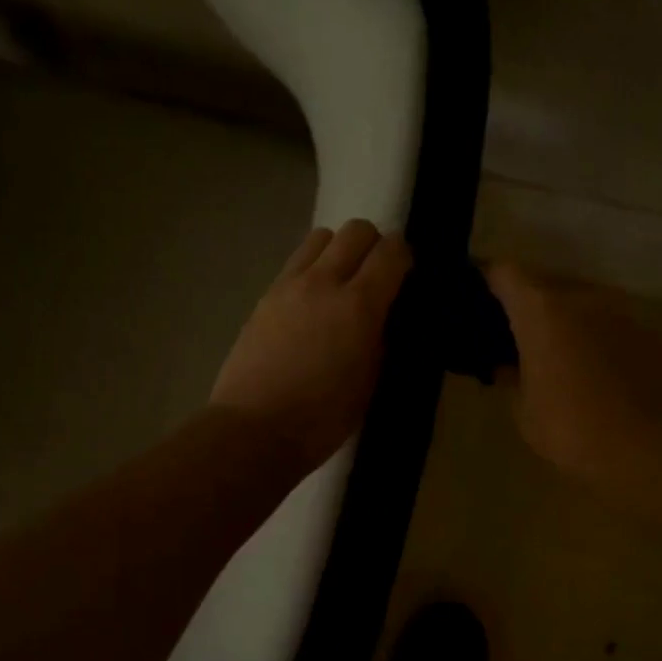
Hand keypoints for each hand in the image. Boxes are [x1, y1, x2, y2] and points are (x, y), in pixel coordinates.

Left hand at [211, 220, 412, 472]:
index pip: (392, 252)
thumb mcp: (369, 383)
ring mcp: (288, 286)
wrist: (254, 430)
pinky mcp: (264, 297)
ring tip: (340, 285)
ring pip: (320, 237)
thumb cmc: (321, 418)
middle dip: (373, 245)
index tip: (406, 277)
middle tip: (376, 277)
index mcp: (358, 305)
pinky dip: (312, 270)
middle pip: (356, 230)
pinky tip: (312, 304)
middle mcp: (323, 282)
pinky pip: (295, 263)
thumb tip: (382, 318)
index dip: (405, 258)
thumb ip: (380, 340)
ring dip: (338, 251)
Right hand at [485, 262, 661, 491]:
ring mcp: (617, 310)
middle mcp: (579, 297)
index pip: (505, 273)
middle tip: (516, 333)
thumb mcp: (522, 408)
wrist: (643, 449)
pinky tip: (589, 366)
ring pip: (579, 301)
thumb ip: (510, 376)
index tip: (480, 298)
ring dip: (564, 318)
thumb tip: (505, 365)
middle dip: (528, 303)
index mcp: (540, 310)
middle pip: (544, 283)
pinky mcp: (644, 330)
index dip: (489, 280)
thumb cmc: (568, 427)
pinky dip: (592, 334)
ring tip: (555, 350)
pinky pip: (606, 322)